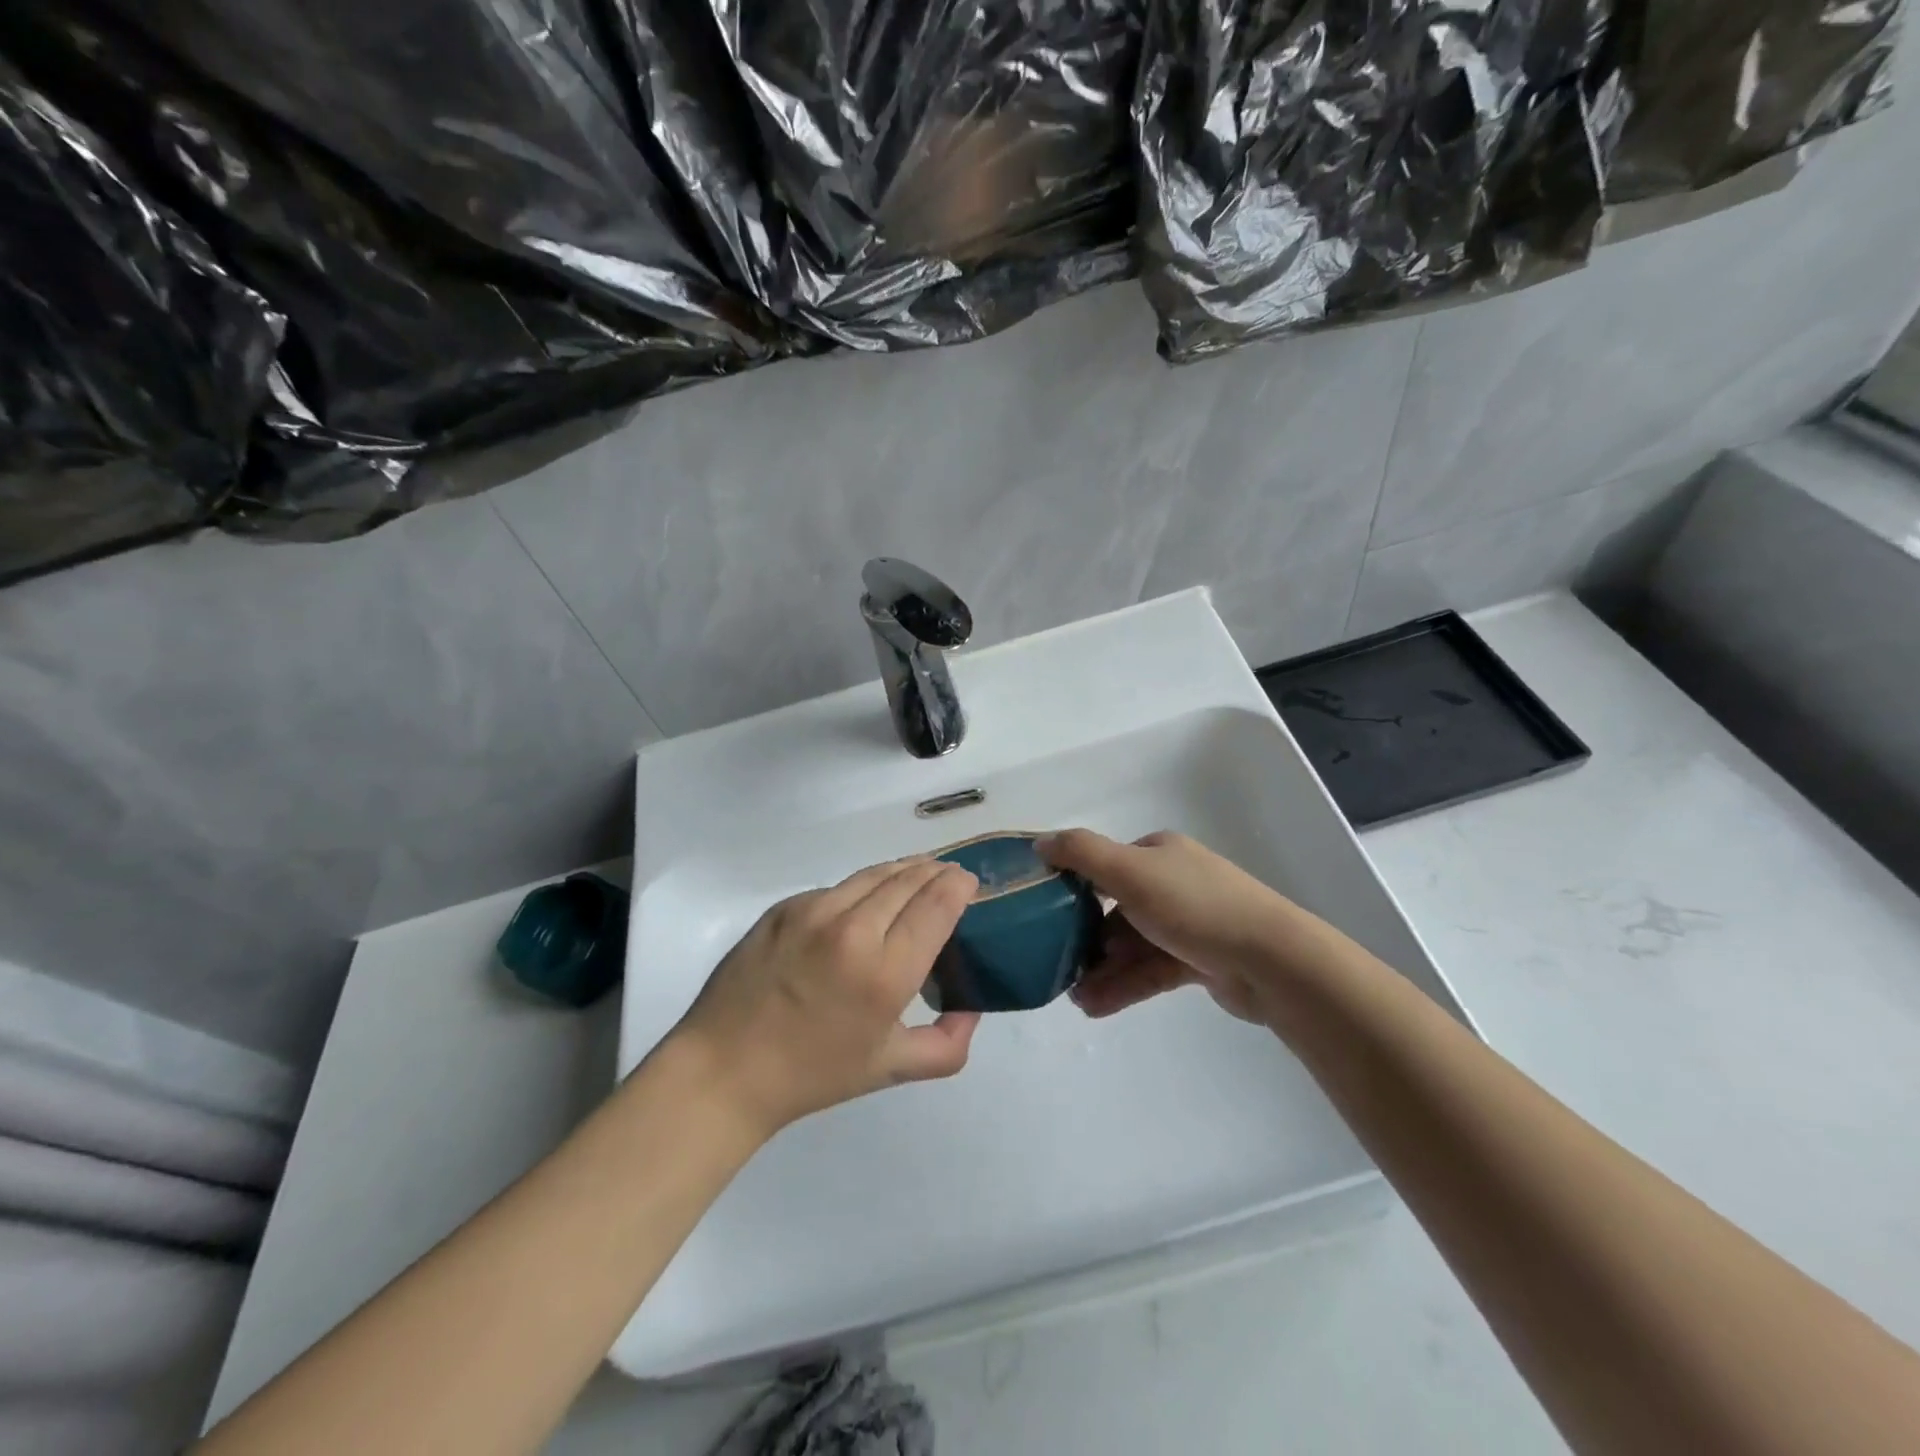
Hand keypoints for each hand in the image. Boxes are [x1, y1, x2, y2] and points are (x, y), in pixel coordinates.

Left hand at [670, 858, 980, 1137]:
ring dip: (903, 870)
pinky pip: (836, 889)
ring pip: (873, 874)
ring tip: (917, 873)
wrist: (725, 1069)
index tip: (969, 882)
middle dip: (936, 871)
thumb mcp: (890, 1070)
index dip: (959, 884)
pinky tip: (863, 904)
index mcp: (885, 973)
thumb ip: (947, 1045)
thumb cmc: (813, 1074)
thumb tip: (972, 1009)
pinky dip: (861, 889)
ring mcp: (813, 912)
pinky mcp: (785, 907)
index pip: (937, 903)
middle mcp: (852, 930)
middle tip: (949, 875)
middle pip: (909, 878)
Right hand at [1037, 829, 1294, 1023]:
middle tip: (1056, 964)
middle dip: (1085, 939)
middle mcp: (1173, 882)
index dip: (1073, 887)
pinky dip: (1124, 986)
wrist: (1271, 960)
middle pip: (1116, 909)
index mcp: (1159, 854)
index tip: (1044, 915)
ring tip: (1074, 998)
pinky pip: (1150, 970)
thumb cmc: (1194, 906)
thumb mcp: (1130, 871)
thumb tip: (1039, 842)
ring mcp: (1188, 923)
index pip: (1106, 865)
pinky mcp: (1199, 961)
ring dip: (1102, 970)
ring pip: (1132, 945)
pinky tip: (1095, 1007)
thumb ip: (1081, 854)